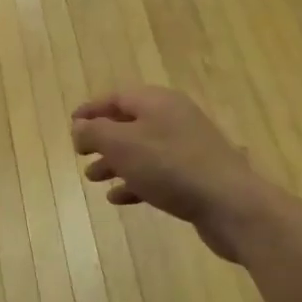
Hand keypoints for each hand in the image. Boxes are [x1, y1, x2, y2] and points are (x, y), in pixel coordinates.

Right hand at [71, 87, 272, 262]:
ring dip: (115, 162)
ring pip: (142, 150)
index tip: (71, 124)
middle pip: (130, 123)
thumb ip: (95, 132)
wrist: (230, 204)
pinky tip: (119, 198)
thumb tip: (80, 127)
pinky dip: (135, 182)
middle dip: (102, 138)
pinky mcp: (195, 176)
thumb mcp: (122, 145)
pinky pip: (157, 173)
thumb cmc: (170, 166)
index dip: (91, 110)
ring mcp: (187, 148)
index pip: (117, 97)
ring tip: (93, 178)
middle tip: (80, 154)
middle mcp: (173, 118)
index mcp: (157, 101)